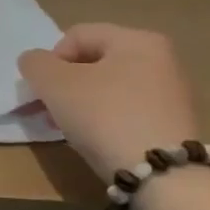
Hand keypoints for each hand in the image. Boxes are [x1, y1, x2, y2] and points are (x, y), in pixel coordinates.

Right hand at [18, 24, 199, 179]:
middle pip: (94, 62)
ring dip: (81, 102)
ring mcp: (173, 93)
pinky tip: (96, 139)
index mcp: (137, 40)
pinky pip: (127, 110)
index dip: (50, 60)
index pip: (77, 36)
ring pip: (109, 87)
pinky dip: (105, 119)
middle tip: (49, 109)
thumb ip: (35, 64)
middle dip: (64, 84)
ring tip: (68, 127)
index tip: (42, 89)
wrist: (160, 174)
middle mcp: (162, 59)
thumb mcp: (53, 83)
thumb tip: (35, 62)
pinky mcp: (174, 123)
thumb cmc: (103, 115)